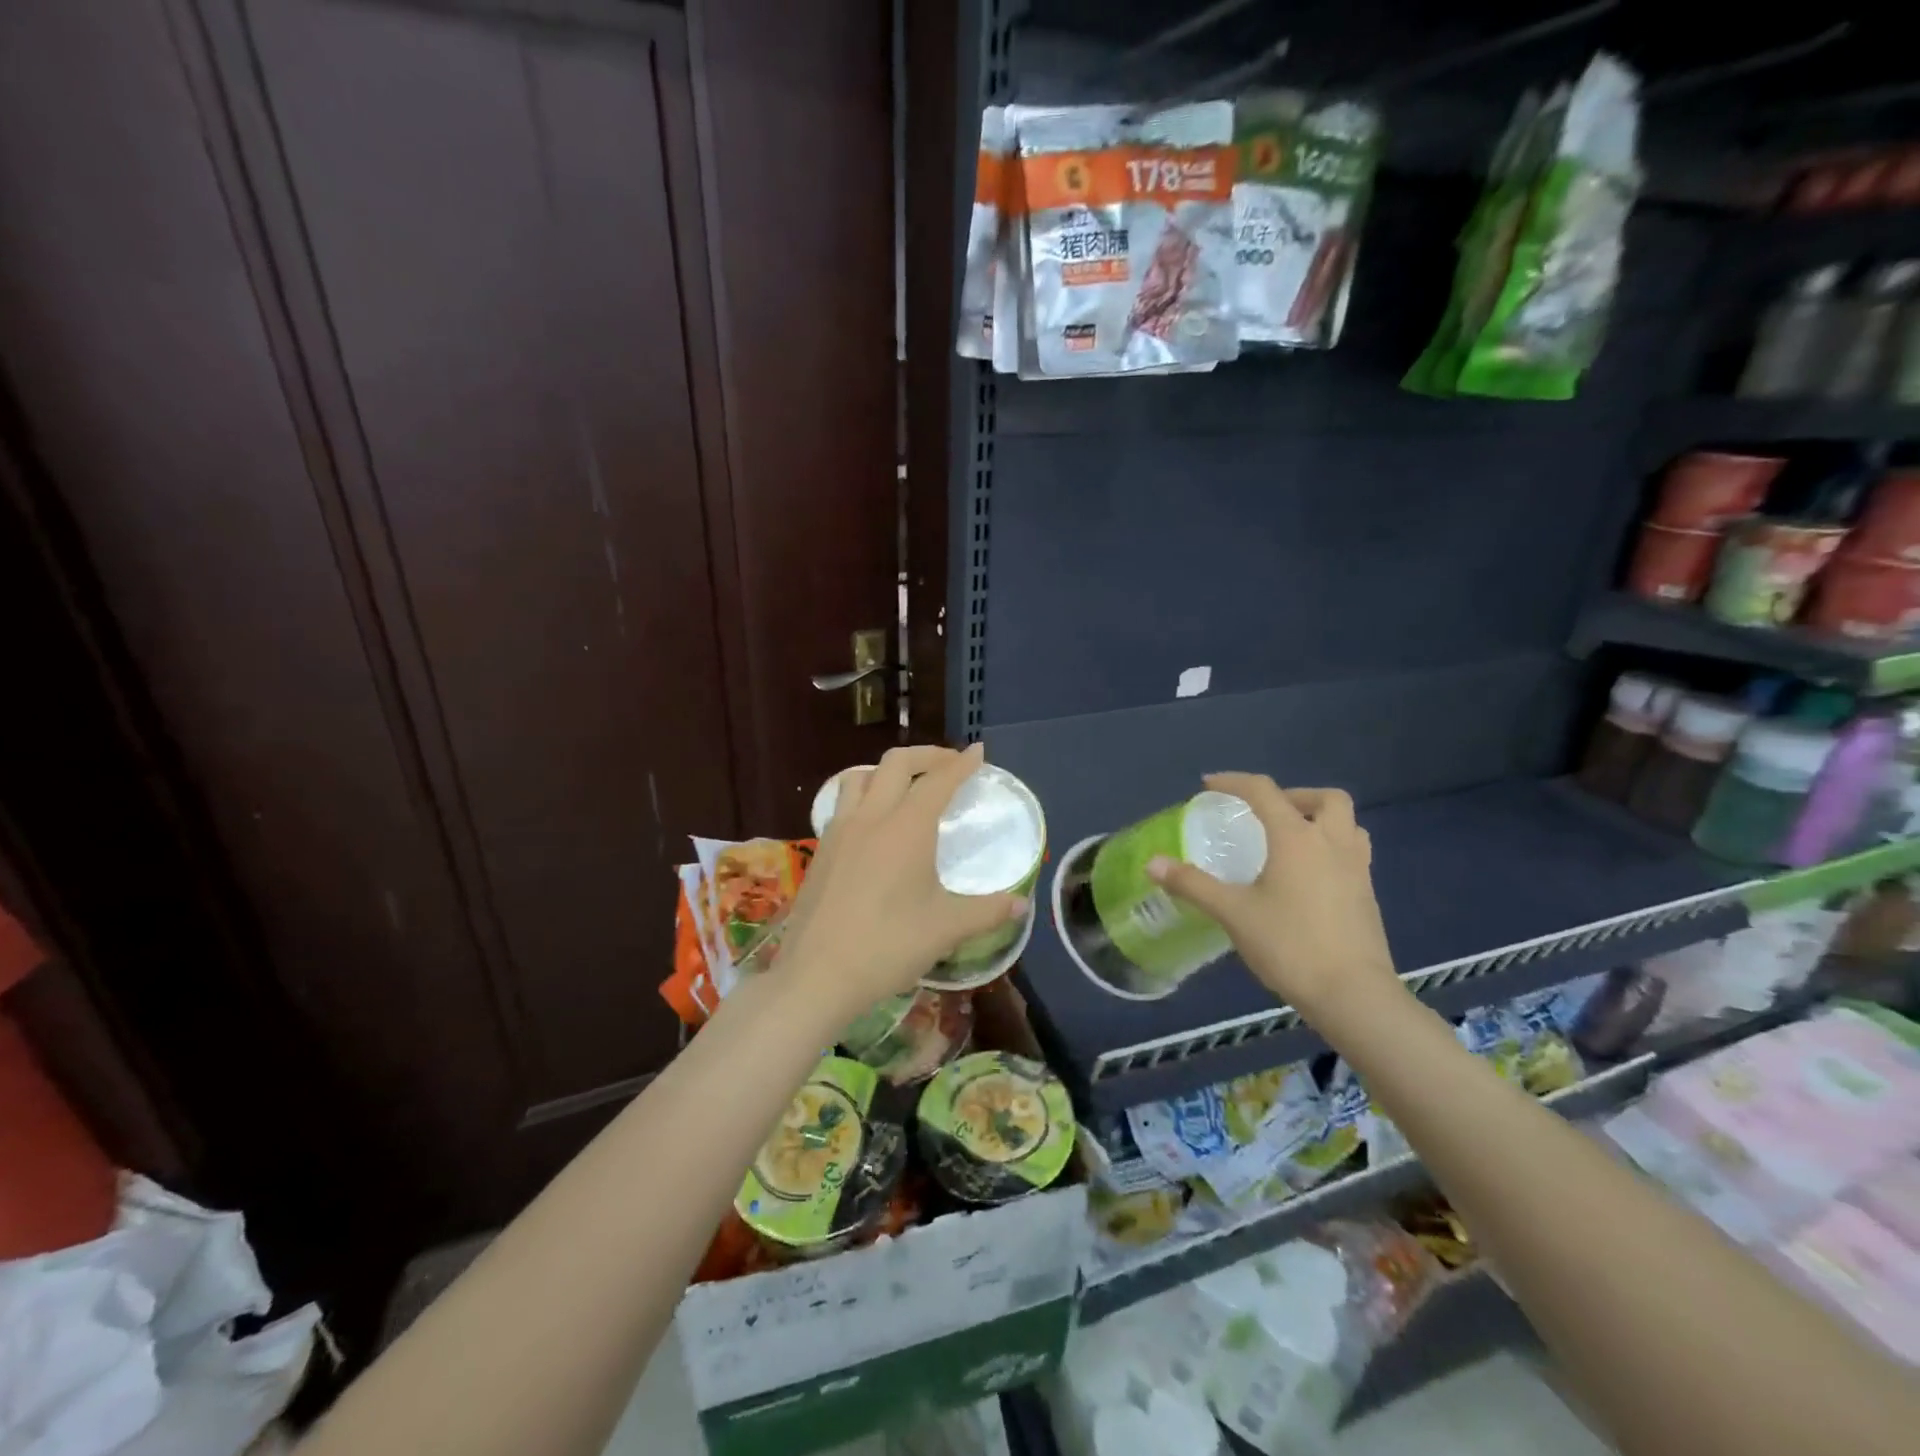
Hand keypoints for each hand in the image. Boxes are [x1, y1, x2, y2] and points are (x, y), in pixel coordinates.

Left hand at [780, 743, 1027, 1024]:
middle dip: (926, 755)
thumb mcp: (946, 928)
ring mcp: (840, 831)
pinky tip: (874, 823)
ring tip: (907, 785)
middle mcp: (872, 817)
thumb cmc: (888, 946)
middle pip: (896, 763)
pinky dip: (865, 794)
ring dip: (888, 770)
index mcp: (907, 827)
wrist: (817, 974)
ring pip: (861, 776)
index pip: (938, 781)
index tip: (978, 752)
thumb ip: (988, 911)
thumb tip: (1021, 905)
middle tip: (949, 765)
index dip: (961, 764)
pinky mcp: (821, 850)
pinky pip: (843, 803)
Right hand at [1147, 773, 1399, 1020]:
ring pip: (1348, 824)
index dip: (1234, 782)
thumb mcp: (1233, 913)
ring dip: (1319, 820)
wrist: (1353, 995)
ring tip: (1290, 840)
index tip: (1209, 786)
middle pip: (1325, 798)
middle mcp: (1333, 843)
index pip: (1264, 792)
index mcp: (1297, 838)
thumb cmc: (1290, 945)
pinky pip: (1352, 853)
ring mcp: (1357, 869)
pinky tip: (1307, 877)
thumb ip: (1192, 884)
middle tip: (1266, 814)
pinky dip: (1330, 848)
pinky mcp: (1368, 896)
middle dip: (1294, 795)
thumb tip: (1153, 863)